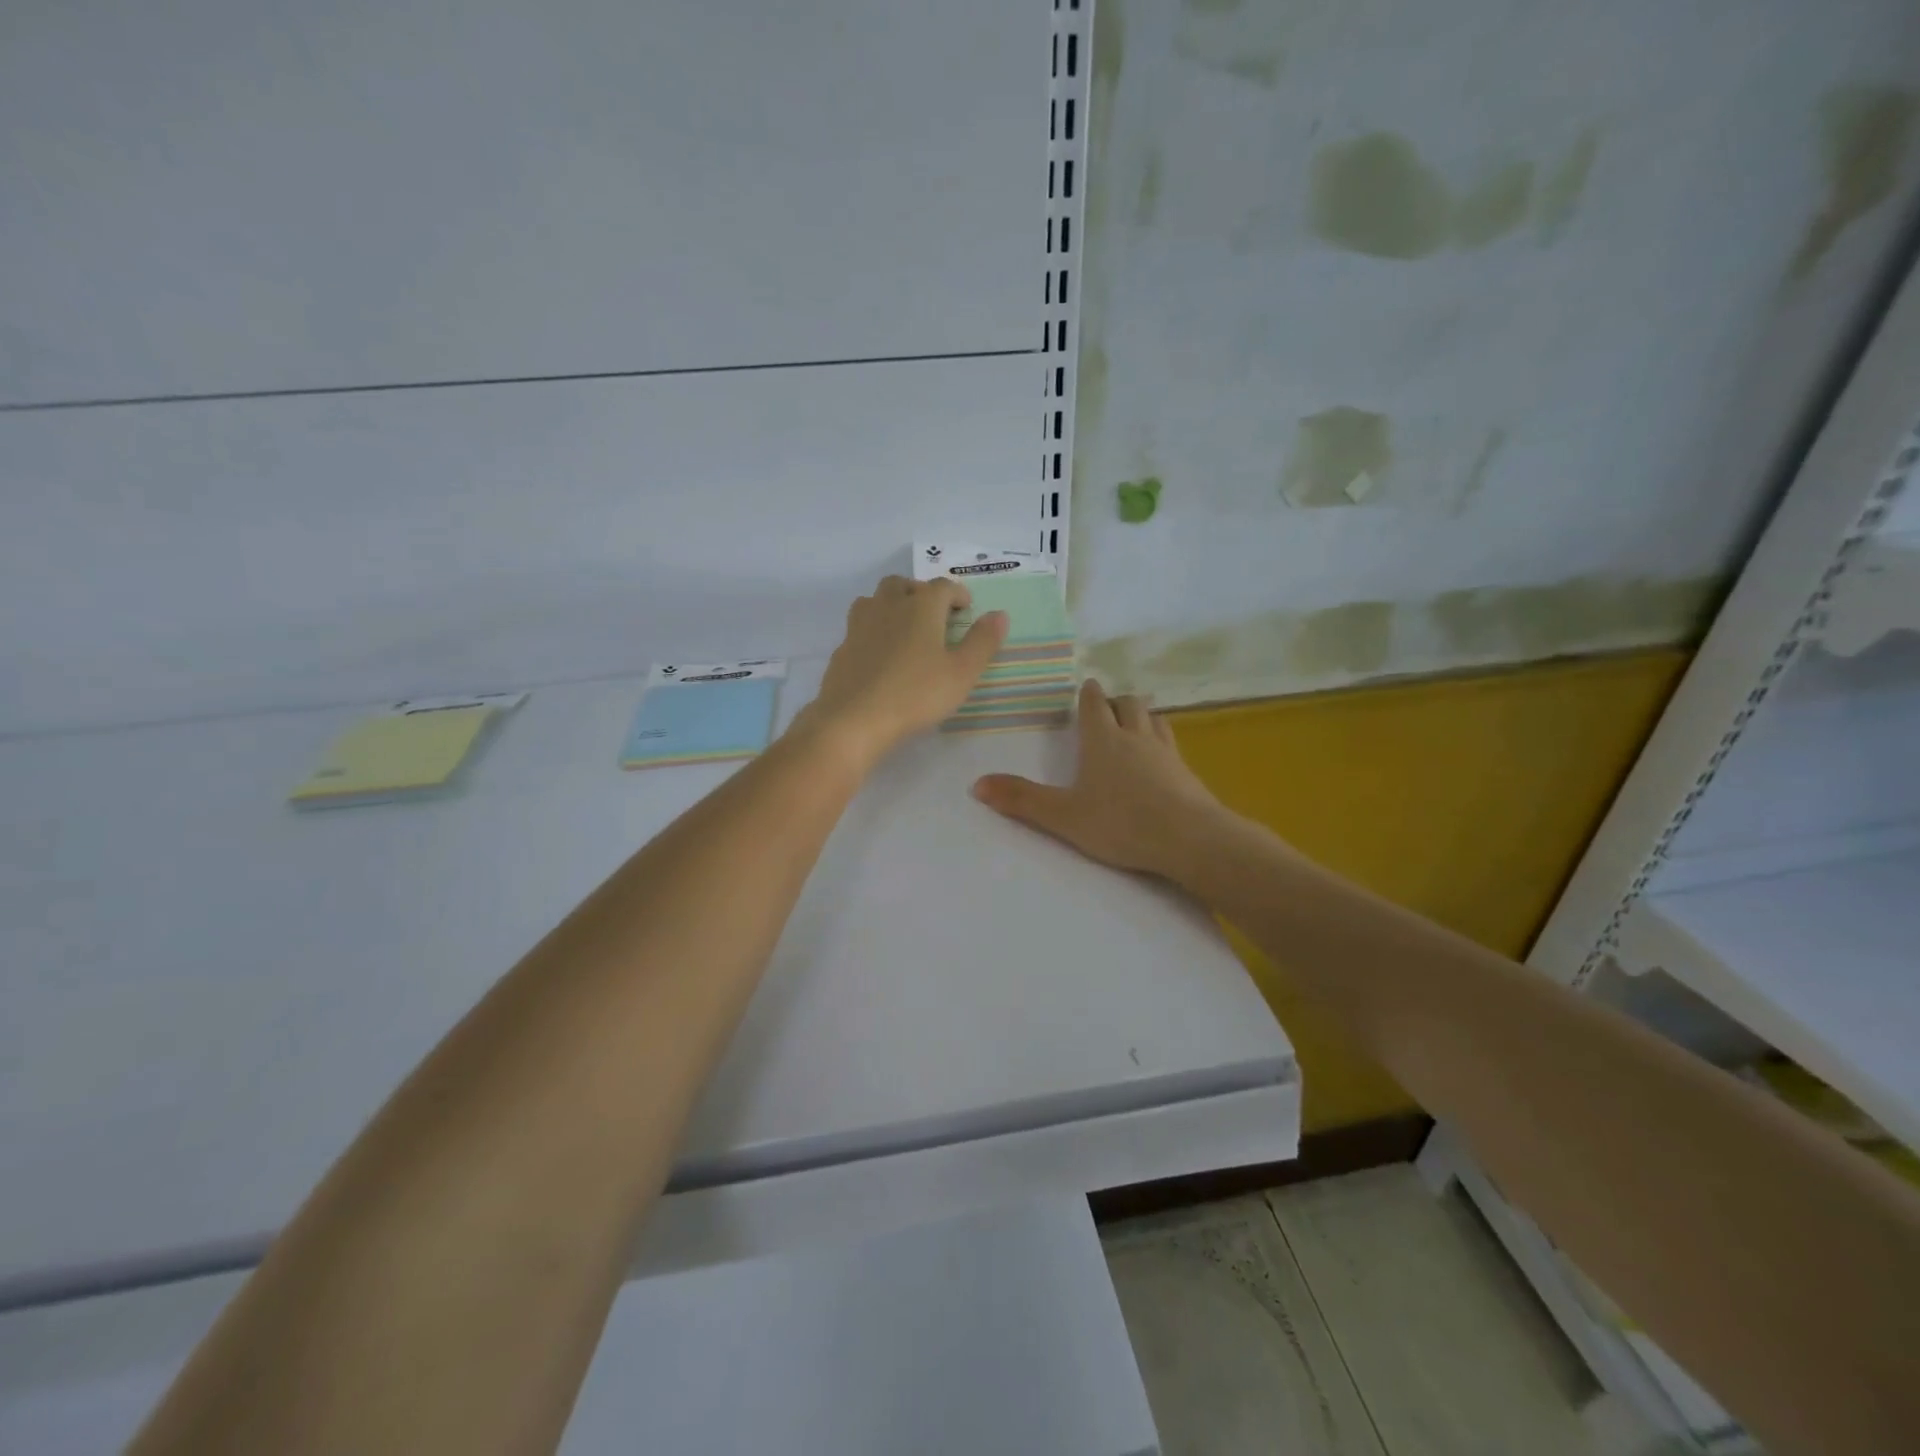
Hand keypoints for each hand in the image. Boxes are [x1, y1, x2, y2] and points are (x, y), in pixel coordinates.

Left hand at [799, 575, 1007, 767]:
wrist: (854, 719)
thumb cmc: (916, 694)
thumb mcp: (962, 673)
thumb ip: (983, 641)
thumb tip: (999, 614)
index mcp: (921, 606)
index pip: (943, 587)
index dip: (957, 594)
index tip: (966, 609)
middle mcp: (888, 606)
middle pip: (904, 585)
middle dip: (922, 593)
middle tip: (935, 616)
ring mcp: (860, 625)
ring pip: (876, 600)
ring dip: (893, 605)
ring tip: (906, 629)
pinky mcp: (842, 648)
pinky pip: (861, 627)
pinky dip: (874, 631)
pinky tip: (881, 656)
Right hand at [972, 679, 1224, 877]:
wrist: (1190, 839)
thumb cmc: (1121, 823)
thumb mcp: (1064, 816)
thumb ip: (1022, 800)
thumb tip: (976, 784)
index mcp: (1103, 740)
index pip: (1095, 704)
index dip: (1088, 694)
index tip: (1085, 687)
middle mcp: (1136, 737)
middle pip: (1129, 704)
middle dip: (1116, 701)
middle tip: (1106, 707)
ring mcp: (1166, 753)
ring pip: (1154, 719)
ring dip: (1141, 715)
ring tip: (1133, 723)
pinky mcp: (1187, 772)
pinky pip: (1172, 744)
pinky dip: (1161, 740)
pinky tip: (1160, 758)